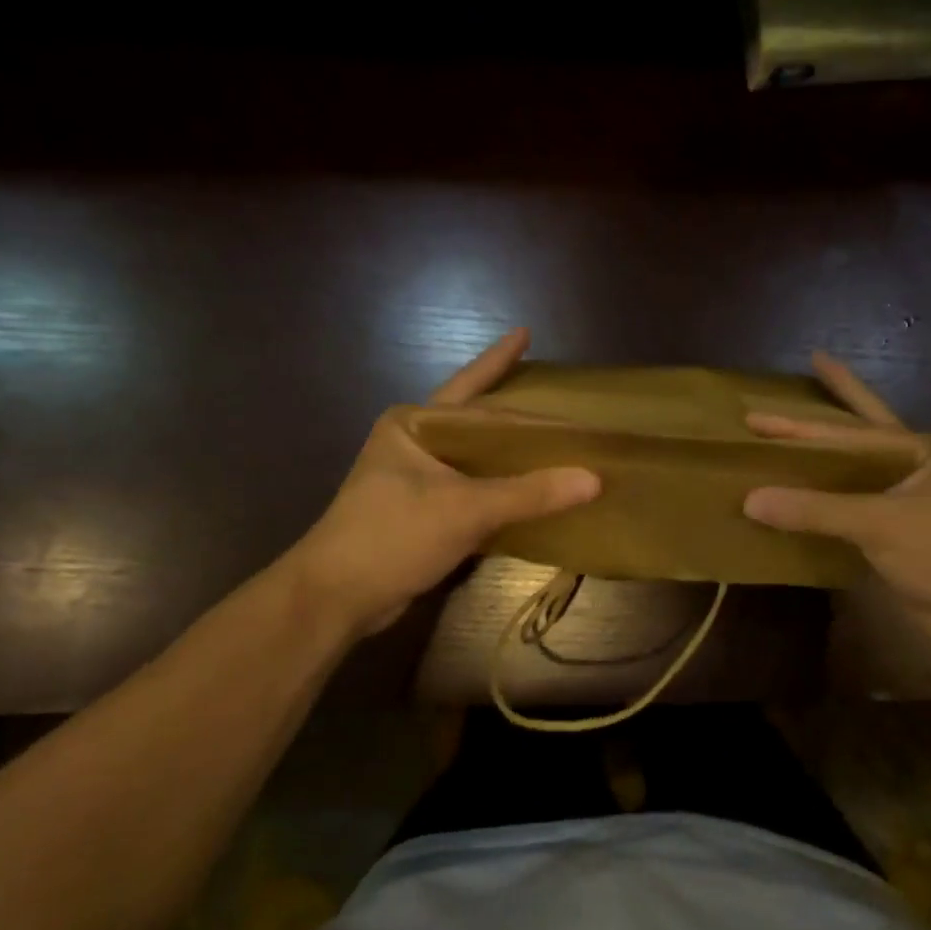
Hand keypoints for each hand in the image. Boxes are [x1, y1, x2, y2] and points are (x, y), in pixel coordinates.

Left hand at [290, 330, 599, 636]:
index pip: (470, 389)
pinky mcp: (422, 512)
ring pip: (476, 458)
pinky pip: (473, 489)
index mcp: (413, 424)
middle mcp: (412, 442)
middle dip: (516, 415)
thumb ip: (530, 493)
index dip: (499, 361)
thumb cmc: (393, 536)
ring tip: (551, 442)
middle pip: (476, 422)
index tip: (525, 332)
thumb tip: (594, 479)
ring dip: (511, 454)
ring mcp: (415, 479)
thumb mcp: (466, 510)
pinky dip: (503, 489)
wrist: (336, 597)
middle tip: (558, 405)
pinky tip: (530, 490)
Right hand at [742, 353, 930, 638]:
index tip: (758, 413)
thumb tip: (751, 500)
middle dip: (837, 401)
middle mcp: (914, 468)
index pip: (848, 430)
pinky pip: (852, 508)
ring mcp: (907, 501)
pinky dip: (826, 503)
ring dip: (826, 456)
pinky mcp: (898, 534)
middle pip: (864, 429)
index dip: (801, 422)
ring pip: (857, 470)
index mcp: (918, 451)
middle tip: (813, 365)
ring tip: (796, 434)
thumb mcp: (878, 523)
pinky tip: (802, 498)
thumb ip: (816, 510)